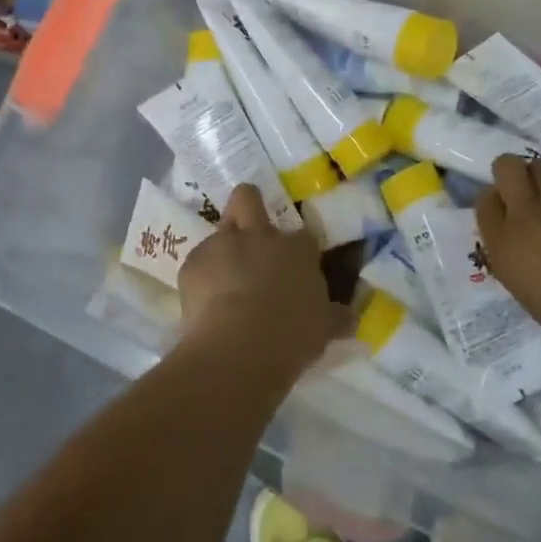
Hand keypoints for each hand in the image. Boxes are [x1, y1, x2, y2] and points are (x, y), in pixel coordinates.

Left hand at [178, 186, 350, 370]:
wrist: (240, 344)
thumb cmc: (291, 334)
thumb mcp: (322, 328)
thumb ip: (334, 318)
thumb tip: (349, 318)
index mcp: (296, 249)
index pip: (303, 237)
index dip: (299, 249)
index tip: (298, 268)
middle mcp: (259, 236)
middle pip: (248, 197)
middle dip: (249, 202)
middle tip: (249, 227)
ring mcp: (222, 245)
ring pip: (218, 230)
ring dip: (222, 250)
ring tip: (223, 282)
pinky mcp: (192, 263)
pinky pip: (198, 263)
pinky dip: (202, 278)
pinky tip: (205, 303)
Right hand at [477, 155, 540, 378]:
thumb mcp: (529, 294)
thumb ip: (520, 257)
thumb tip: (529, 244)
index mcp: (504, 245)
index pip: (485, 202)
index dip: (500, 202)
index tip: (512, 212)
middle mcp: (527, 213)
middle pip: (507, 166)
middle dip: (519, 175)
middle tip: (535, 194)